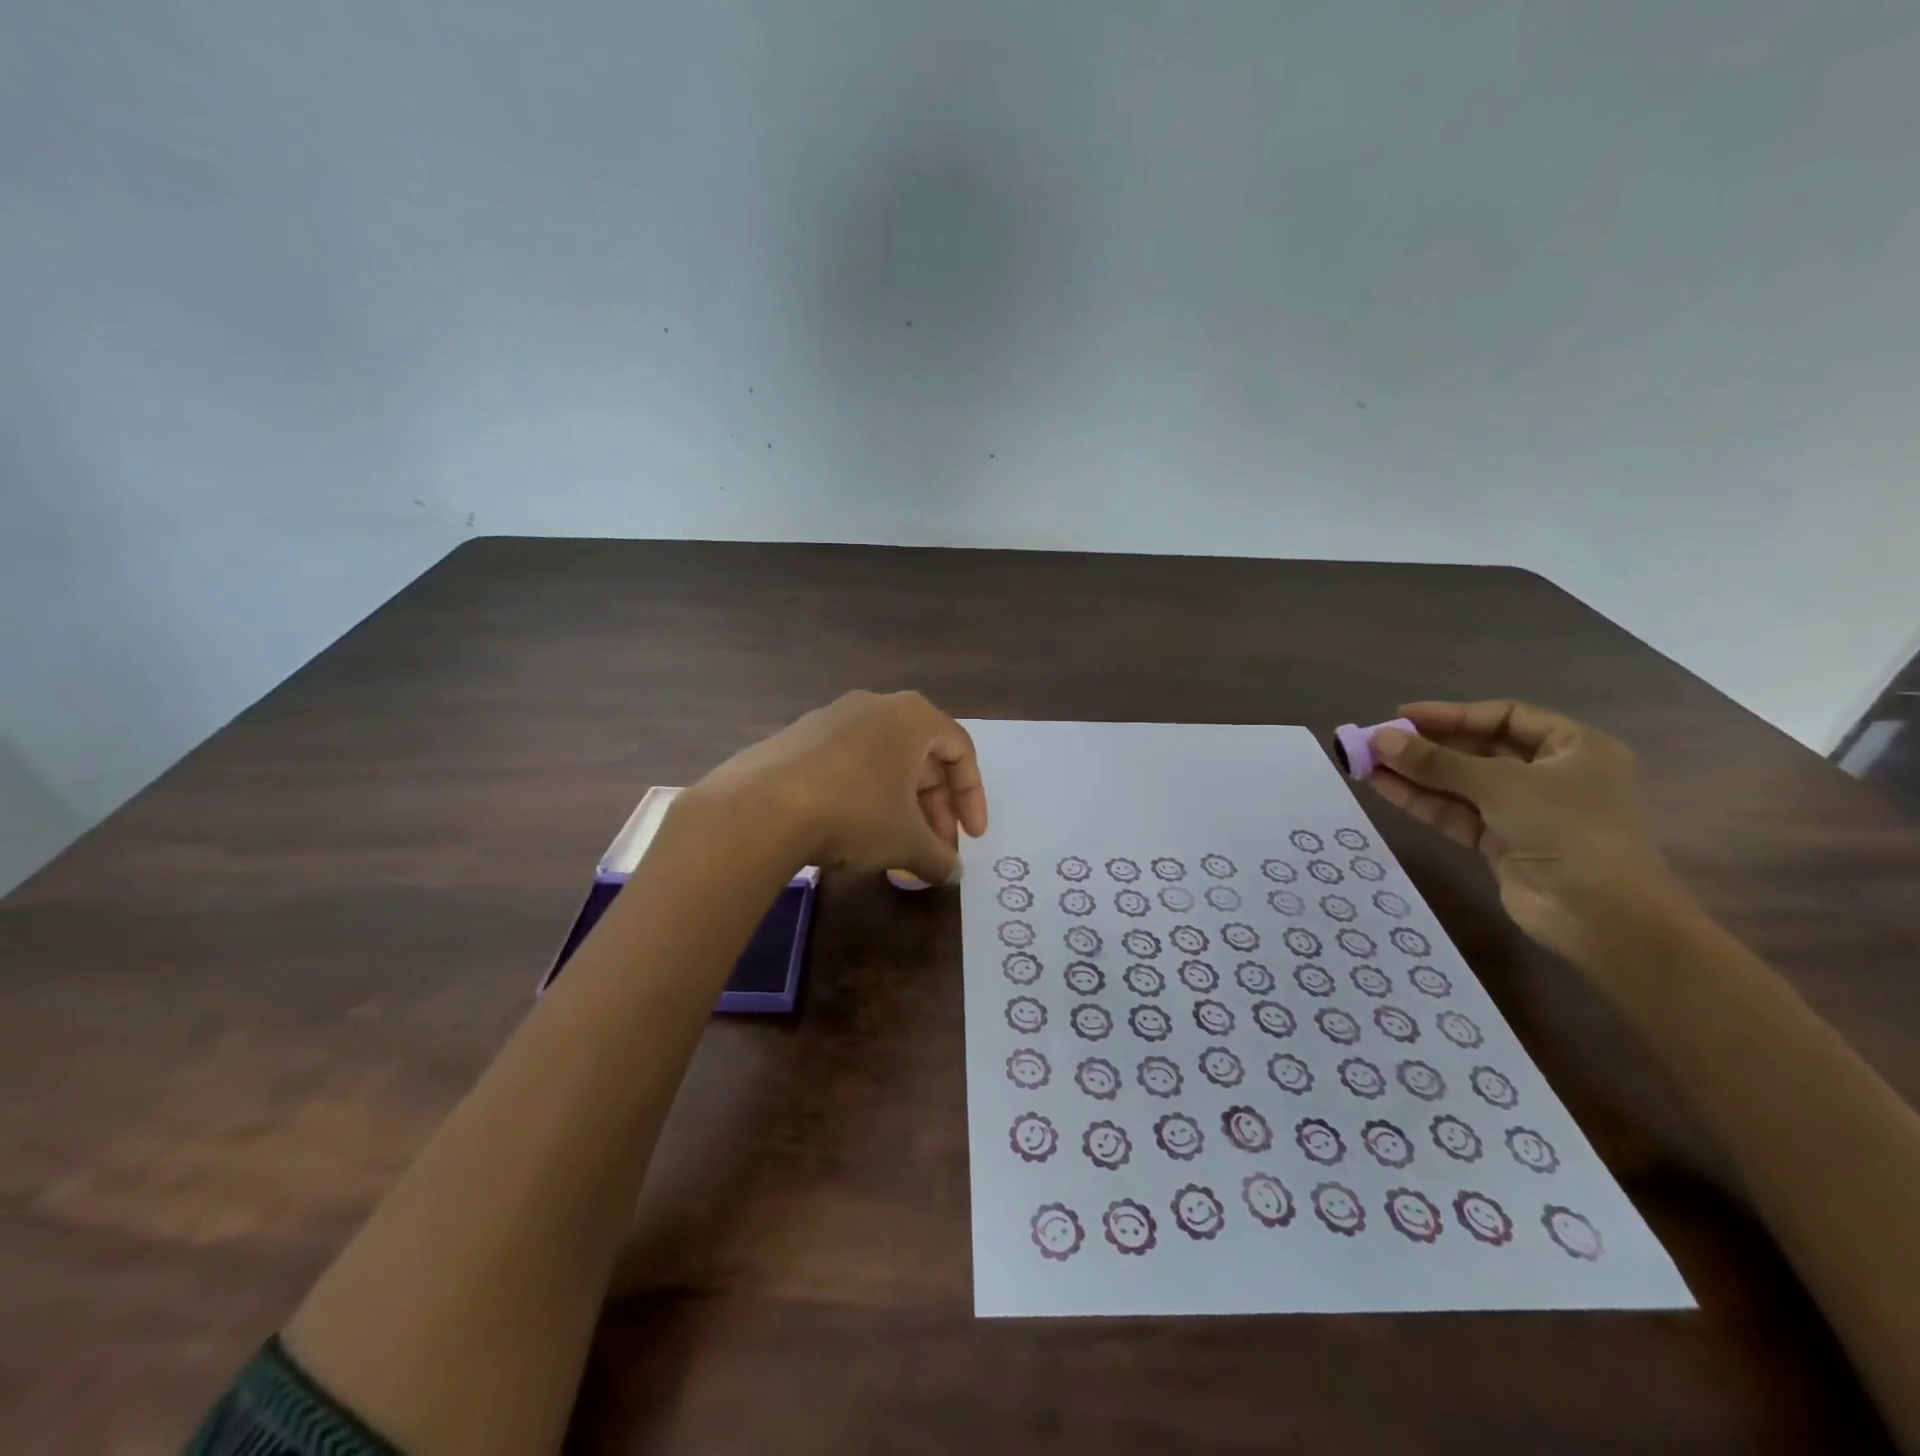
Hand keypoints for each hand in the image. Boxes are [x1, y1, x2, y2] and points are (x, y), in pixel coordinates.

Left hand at [689, 690, 987, 883]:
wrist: (758, 808)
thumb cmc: (853, 812)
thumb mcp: (906, 841)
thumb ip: (939, 857)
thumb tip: (950, 873)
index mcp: (912, 716)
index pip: (960, 750)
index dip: (973, 797)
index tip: (972, 838)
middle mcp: (874, 706)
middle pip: (921, 756)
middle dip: (935, 807)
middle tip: (937, 848)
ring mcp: (831, 718)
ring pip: (883, 761)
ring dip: (900, 805)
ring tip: (898, 846)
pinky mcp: (797, 738)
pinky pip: (847, 764)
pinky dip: (864, 796)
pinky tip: (854, 832)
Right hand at [1367, 700, 1692, 966]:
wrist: (1601, 916)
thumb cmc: (1567, 830)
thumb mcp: (1500, 784)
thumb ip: (1436, 761)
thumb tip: (1378, 739)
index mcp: (1573, 747)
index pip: (1504, 717)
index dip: (1451, 714)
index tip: (1401, 717)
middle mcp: (1549, 774)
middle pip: (1477, 750)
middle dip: (1426, 746)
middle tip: (1376, 741)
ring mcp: (1523, 811)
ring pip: (1459, 783)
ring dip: (1414, 773)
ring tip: (1365, 762)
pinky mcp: (1500, 842)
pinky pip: (1454, 812)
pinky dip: (1420, 799)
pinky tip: (1382, 786)